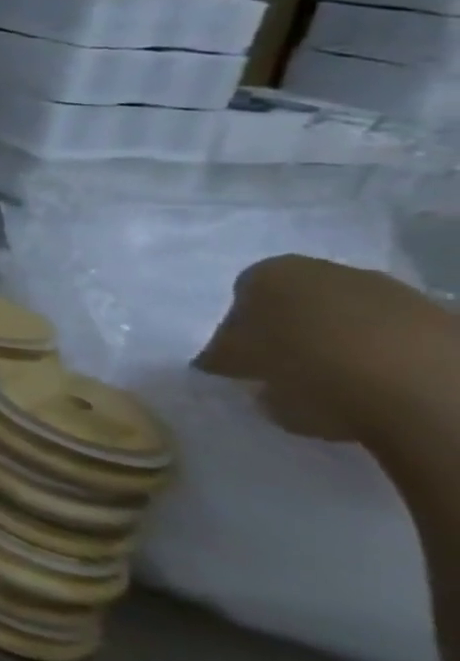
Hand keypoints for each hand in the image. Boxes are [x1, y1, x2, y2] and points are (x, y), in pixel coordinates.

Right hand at [197, 254, 457, 445]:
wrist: (424, 389)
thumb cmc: (305, 367)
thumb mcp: (237, 368)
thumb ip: (223, 358)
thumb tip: (221, 361)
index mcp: (267, 273)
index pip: (241, 298)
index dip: (239, 332)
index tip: (244, 362)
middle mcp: (326, 269)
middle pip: (297, 304)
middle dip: (291, 333)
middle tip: (286, 373)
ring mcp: (390, 291)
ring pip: (349, 320)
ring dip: (340, 346)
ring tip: (339, 389)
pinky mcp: (440, 320)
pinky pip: (395, 340)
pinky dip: (385, 360)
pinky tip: (380, 391)